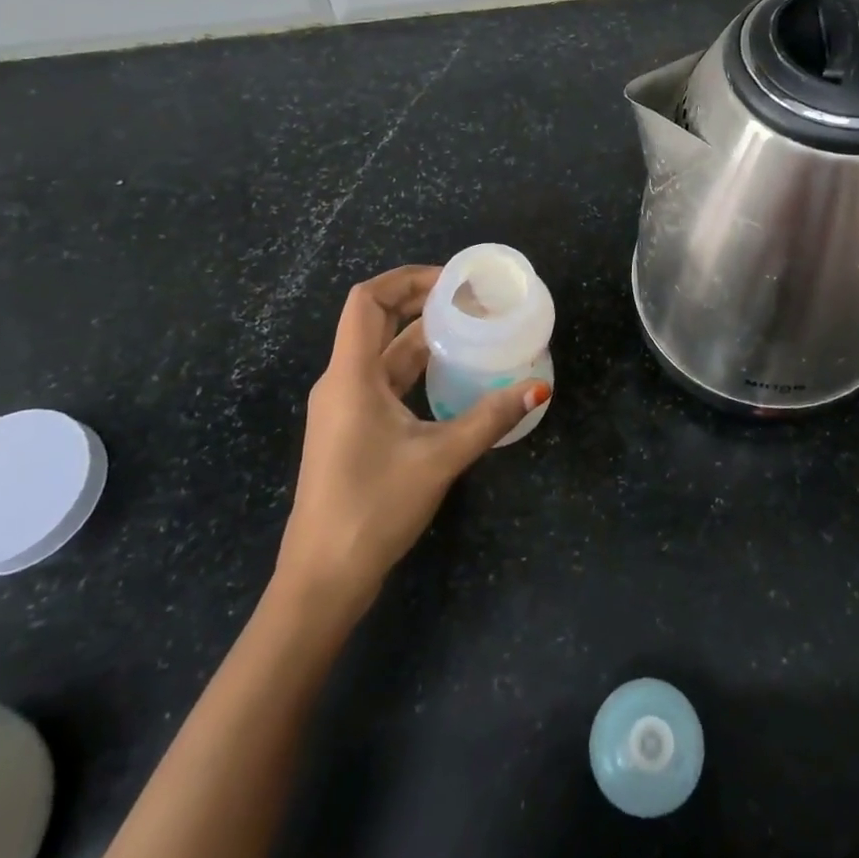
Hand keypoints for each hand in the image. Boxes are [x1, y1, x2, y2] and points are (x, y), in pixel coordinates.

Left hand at [275, 266, 549, 608]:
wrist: (321, 579)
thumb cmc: (373, 508)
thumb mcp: (439, 458)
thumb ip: (488, 419)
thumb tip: (537, 388)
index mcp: (350, 376)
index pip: (367, 300)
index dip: (406, 278)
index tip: (452, 282)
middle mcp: (341, 382)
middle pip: (376, 321)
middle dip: (421, 302)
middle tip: (471, 300)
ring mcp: (343, 407)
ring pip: (383, 353)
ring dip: (421, 336)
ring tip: (469, 329)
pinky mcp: (351, 430)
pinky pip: (384, 381)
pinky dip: (415, 368)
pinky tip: (450, 376)